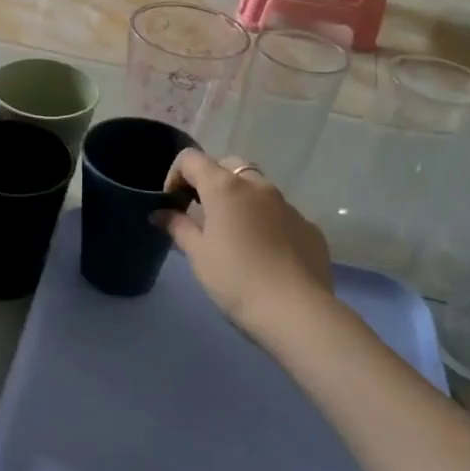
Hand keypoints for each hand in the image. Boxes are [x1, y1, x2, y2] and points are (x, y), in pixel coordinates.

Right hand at [161, 151, 332, 336]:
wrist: (295, 311)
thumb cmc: (235, 279)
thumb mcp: (197, 254)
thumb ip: (177, 226)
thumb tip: (160, 213)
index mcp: (225, 188)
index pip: (191, 159)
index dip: (175, 175)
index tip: (173, 204)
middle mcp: (258, 186)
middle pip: (228, 166)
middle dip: (210, 181)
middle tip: (201, 212)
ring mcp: (288, 205)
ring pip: (257, 188)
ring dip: (240, 200)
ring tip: (233, 235)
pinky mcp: (308, 227)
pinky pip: (280, 213)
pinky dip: (265, 221)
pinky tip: (263, 253)